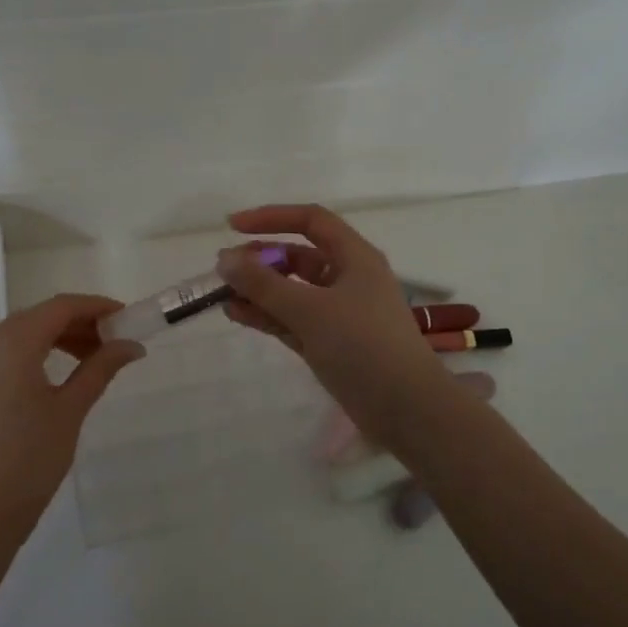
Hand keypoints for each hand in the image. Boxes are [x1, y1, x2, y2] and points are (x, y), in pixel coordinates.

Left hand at [0, 294, 144, 543]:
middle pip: (40, 316)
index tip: (127, 317)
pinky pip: (7, 352)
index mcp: (12, 343)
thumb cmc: (29, 460)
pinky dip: (37, 352)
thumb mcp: (70, 410)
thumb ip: (100, 369)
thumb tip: (132, 345)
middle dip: (80, 322)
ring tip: (93, 359)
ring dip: (59, 337)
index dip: (97, 306)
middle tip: (115, 342)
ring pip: (23, 333)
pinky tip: (60, 373)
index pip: (61, 306)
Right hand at [217, 204, 447, 438]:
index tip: (232, 227)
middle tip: (222, 270)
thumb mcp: (310, 309)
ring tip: (221, 295)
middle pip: (298, 257)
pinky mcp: (330, 343)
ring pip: (292, 291)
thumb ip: (264, 284)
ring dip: (259, 291)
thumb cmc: (363, 346)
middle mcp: (347, 279)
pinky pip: (292, 319)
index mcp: (354, 258)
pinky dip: (267, 315)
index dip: (271, 218)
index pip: (311, 220)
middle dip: (260, 260)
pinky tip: (236, 315)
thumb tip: (224, 259)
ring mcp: (338, 313)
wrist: (406, 409)